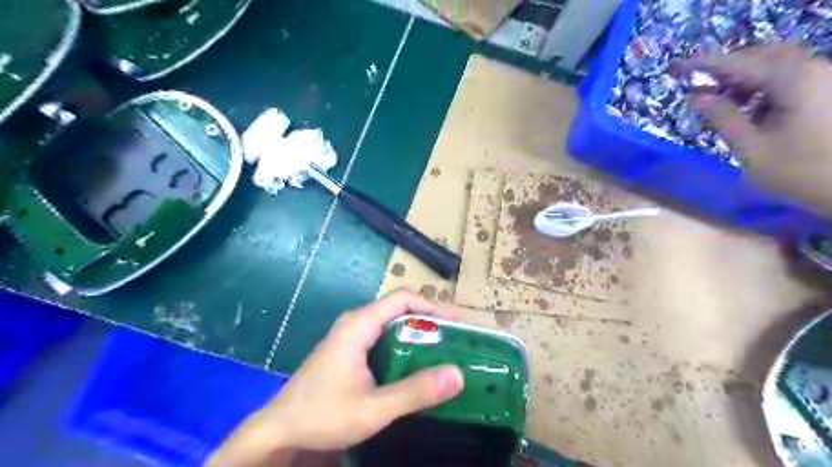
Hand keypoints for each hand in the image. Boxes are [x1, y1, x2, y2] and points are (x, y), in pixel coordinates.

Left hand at [206, 290, 464, 464]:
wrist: (279, 429)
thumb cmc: (322, 414)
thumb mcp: (373, 408)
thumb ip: (415, 392)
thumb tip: (457, 375)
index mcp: (359, 324)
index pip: (403, 299)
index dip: (432, 306)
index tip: (456, 324)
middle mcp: (356, 322)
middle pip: (399, 308)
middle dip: (429, 321)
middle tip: (455, 341)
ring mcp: (351, 335)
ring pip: (392, 323)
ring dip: (417, 334)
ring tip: (442, 352)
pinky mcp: (349, 349)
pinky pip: (383, 337)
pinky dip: (404, 344)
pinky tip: (414, 365)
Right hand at [678, 41, 831, 215]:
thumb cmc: (800, 171)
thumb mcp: (751, 148)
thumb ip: (723, 118)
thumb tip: (697, 98)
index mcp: (793, 81)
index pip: (740, 63)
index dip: (705, 64)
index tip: (677, 68)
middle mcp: (812, 70)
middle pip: (763, 54)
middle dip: (727, 67)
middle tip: (699, 86)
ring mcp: (822, 79)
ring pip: (776, 64)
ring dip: (744, 77)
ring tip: (718, 101)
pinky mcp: (825, 91)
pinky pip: (788, 76)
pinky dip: (761, 85)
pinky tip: (745, 107)